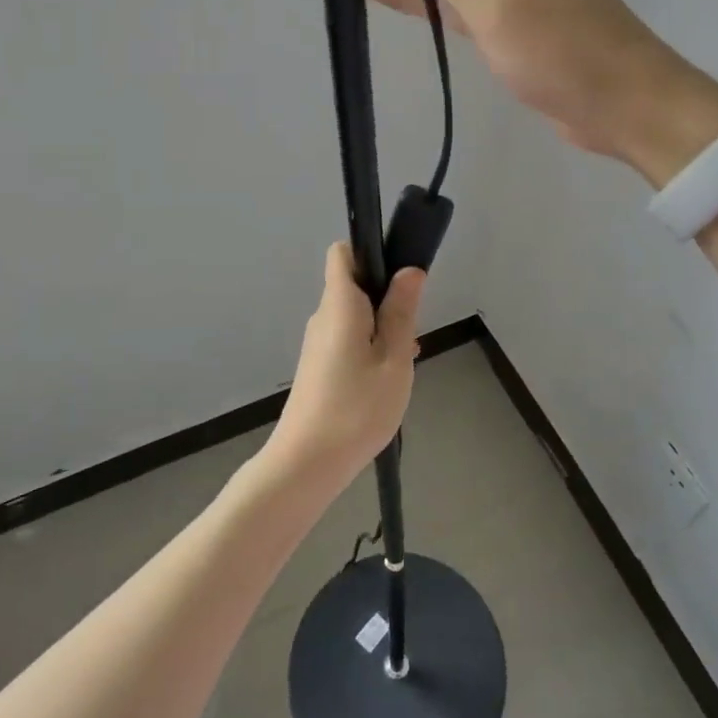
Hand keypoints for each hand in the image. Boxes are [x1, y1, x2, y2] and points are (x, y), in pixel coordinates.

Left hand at [264, 242, 425, 489]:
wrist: (307, 464)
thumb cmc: (356, 409)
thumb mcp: (393, 360)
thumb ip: (401, 312)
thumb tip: (408, 271)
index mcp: (339, 305)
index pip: (343, 253)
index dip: (371, 253)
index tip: (399, 275)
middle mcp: (323, 316)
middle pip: (354, 286)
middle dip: (386, 299)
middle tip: (410, 333)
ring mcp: (317, 343)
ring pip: (354, 317)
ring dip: (381, 328)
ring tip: (403, 363)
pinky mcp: (317, 366)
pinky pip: (347, 340)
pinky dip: (369, 348)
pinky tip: (386, 381)